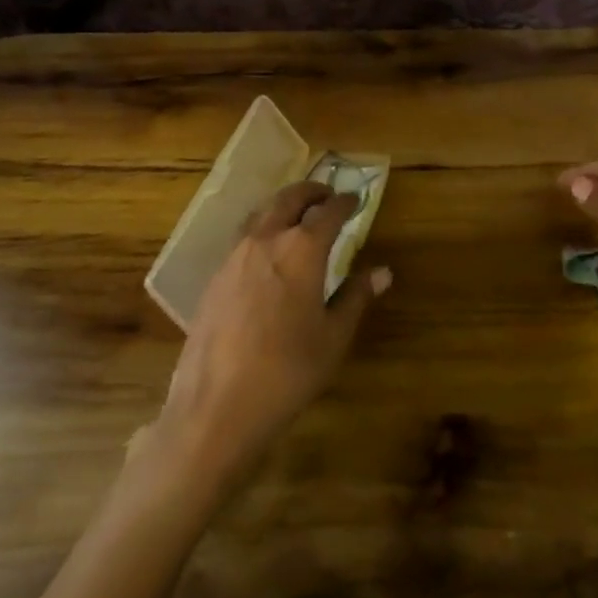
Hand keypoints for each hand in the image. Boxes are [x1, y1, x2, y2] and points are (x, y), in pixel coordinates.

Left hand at [155, 181, 389, 483]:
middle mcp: (265, 241)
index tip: (355, 200)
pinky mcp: (214, 277)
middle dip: (310, 191)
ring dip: (282, 206)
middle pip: (288, 199)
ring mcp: (234, 257)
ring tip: (296, 216)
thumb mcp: (333, 337)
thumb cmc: (288, 371)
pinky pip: (242, 238)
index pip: (328, 212)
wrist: (218, 406)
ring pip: (260, 214)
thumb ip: (356, 297)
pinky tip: (267, 254)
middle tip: (326, 195)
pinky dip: (261, 230)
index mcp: (301, 250)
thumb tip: (382, 272)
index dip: (345, 203)